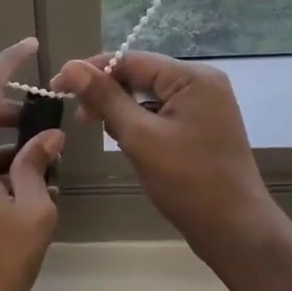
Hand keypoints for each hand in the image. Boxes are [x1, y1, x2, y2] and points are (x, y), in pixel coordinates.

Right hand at [51, 50, 278, 265]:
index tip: (57, 88)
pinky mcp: (201, 128)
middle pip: (141, 76)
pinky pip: (161, 115)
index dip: (91, 71)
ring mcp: (204, 107)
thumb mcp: (140, 136)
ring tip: (104, 135)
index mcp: (192, 78)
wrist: (234, 230)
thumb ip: (105, 98)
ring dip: (122, 112)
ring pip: (148, 98)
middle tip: (80, 119)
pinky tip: (129, 145)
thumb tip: (71, 67)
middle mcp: (202, 84)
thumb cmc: (187, 181)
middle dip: (107, 95)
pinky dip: (140, 126)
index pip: (131, 61)